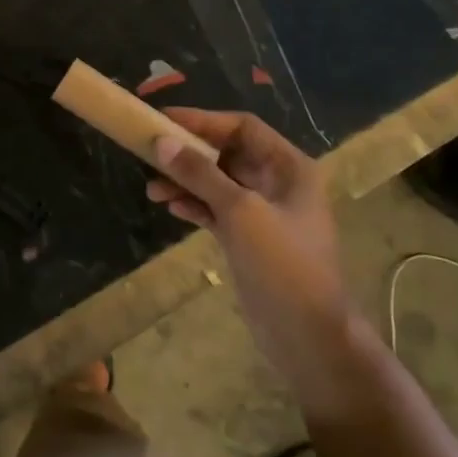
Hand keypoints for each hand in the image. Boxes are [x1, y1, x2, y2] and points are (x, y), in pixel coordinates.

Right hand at [144, 109, 349, 356]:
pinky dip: (194, 205)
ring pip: (217, 183)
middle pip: (227, 154)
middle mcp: (277, 183)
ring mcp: (263, 213)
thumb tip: (161, 141)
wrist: (308, 336)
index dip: (203, 120)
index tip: (163, 120)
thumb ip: (200, 174)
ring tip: (152, 190)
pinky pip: (215, 209)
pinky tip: (171, 208)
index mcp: (288, 167)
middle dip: (188, 154)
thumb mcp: (240, 211)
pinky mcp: (249, 238)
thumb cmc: (283, 264)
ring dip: (185, 182)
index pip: (242, 127)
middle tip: (150, 154)